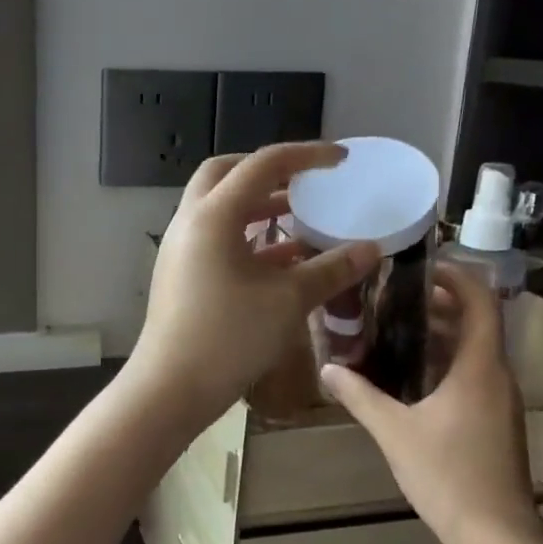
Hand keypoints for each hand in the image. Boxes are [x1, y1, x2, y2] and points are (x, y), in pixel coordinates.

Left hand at [126, 142, 379, 431]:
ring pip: (220, 209)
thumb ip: (331, 269)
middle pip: (226, 175)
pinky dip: (248, 238)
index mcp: (213, 215)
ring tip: (301, 217)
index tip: (340, 159)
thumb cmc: (229, 336)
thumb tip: (372, 249)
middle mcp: (190, 221)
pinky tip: (283, 259)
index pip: (261, 165)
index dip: (305, 156)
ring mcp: (181, 249)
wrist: (170, 388)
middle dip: (267, 171)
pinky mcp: (181, 274)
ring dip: (258, 207)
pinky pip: (217, 240)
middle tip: (303, 181)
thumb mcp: (288, 300)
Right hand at [321, 262, 542, 543]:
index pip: (479, 302)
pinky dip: (443, 362)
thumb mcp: (395, 432)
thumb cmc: (448, 476)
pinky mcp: (494, 421)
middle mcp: (496, 376)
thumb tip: (327, 369)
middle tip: (392, 296)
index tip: (421, 266)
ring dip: (439, 334)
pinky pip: (471, 375)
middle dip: (438, 304)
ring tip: (393, 328)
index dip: (455, 277)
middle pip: (475, 323)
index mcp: (479, 368)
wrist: (496, 536)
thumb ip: (360, 396)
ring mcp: (499, 401)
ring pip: (472, 351)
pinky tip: (407, 376)